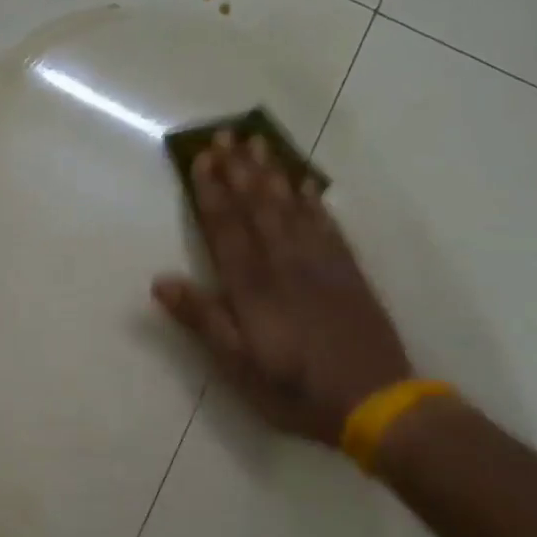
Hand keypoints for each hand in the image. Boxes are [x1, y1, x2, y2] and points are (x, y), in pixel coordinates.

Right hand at [152, 134, 410, 444]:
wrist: (376, 402)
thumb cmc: (295, 389)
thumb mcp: (238, 365)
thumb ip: (203, 320)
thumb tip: (160, 281)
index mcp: (253, 288)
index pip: (226, 229)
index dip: (212, 192)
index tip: (201, 158)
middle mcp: (285, 265)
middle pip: (259, 207)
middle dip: (240, 169)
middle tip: (228, 134)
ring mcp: (321, 265)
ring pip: (292, 208)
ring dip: (273, 174)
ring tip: (261, 144)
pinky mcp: (348, 272)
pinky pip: (327, 225)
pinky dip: (313, 201)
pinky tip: (305, 185)